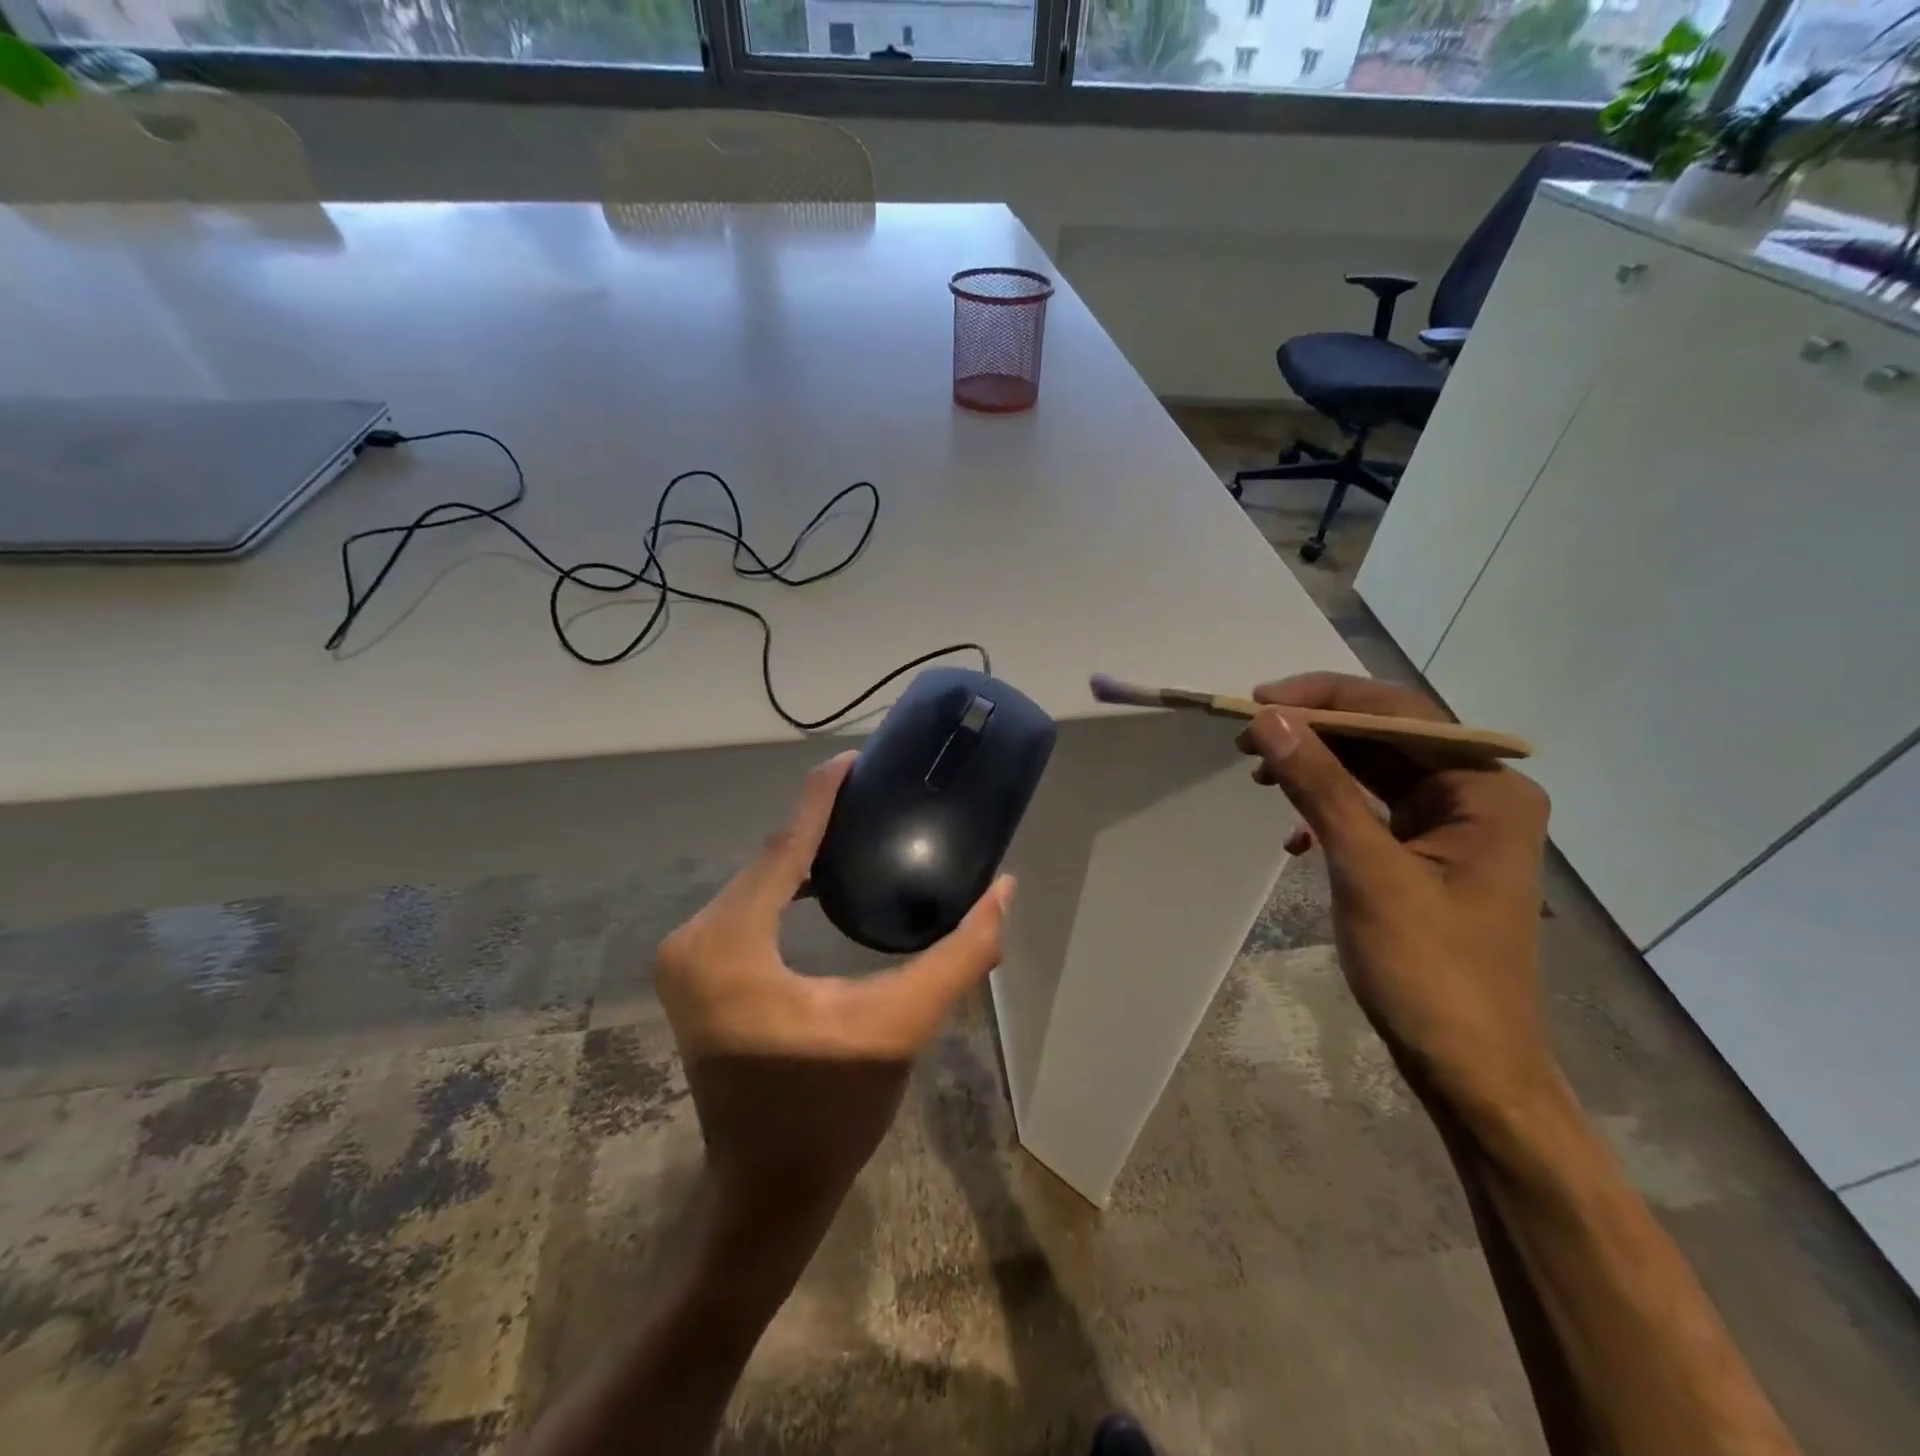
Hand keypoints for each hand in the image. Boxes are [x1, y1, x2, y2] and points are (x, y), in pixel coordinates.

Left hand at [655, 753, 1014, 1220]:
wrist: (766, 1192)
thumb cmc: (831, 1111)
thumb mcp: (900, 1025)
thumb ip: (959, 954)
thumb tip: (1004, 890)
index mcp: (731, 944)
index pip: (783, 845)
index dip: (822, 796)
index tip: (858, 758)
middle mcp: (695, 939)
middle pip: (770, 858)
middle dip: (821, 821)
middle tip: (880, 794)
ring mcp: (687, 957)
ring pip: (758, 880)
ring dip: (806, 853)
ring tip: (863, 826)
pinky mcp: (697, 971)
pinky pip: (749, 905)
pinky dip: (788, 885)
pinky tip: (827, 880)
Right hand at [1237, 673, 1555, 1117]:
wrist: (1470, 1069)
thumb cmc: (1429, 969)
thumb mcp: (1366, 868)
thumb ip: (1319, 786)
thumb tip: (1268, 718)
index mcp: (1485, 787)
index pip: (1398, 713)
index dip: (1325, 698)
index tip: (1258, 702)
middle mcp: (1478, 794)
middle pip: (1386, 738)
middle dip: (1315, 734)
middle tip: (1246, 738)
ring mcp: (1456, 827)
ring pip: (1375, 772)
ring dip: (1317, 769)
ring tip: (1259, 776)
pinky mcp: (1430, 856)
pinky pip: (1374, 810)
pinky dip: (1329, 811)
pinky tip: (1294, 837)